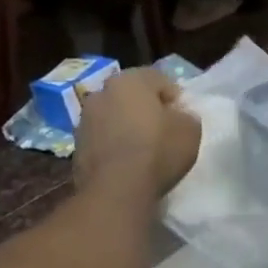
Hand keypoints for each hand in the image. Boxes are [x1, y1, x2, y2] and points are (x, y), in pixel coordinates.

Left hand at [75, 67, 200, 199]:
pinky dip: (115, 144)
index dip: (174, 96)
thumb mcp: (190, 132)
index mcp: (130, 81)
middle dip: (147, 108)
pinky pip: (103, 137)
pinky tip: (128, 162)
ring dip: (127, 125)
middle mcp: (102, 92)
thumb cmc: (158, 151)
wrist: (116, 189)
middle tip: (164, 128)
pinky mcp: (77, 145)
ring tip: (144, 147)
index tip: (183, 115)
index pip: (158, 78)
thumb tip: (179, 116)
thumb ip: (187, 117)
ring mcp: (85, 119)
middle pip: (131, 95)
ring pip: (114, 115)